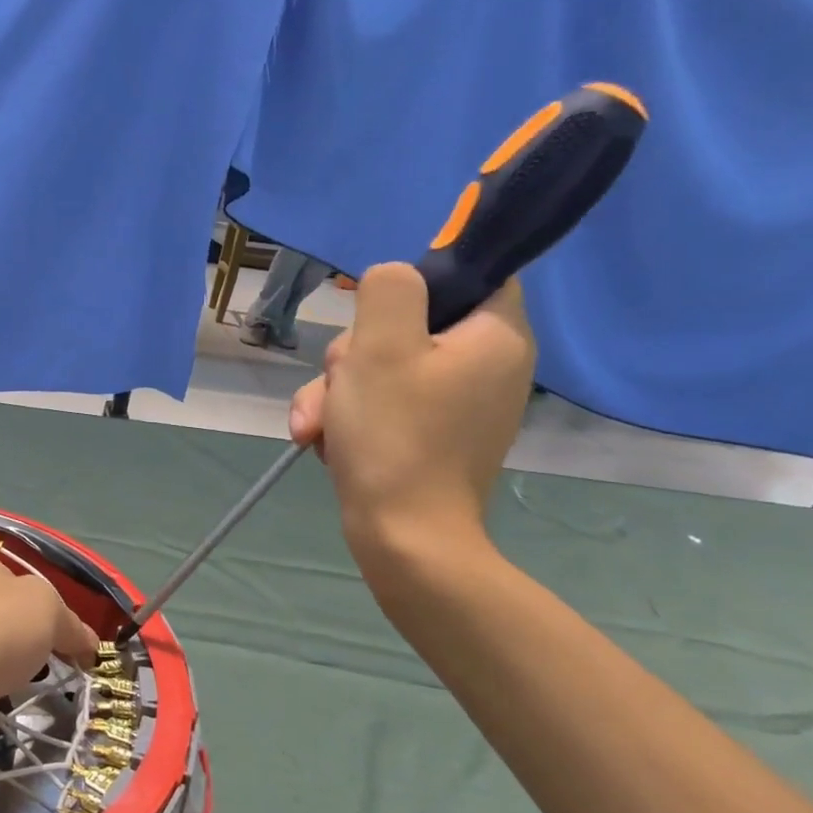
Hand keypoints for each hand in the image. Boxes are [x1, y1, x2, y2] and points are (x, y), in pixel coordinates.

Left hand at [0, 550, 97, 722]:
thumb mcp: (47, 609)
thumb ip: (71, 623)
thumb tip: (88, 643)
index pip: (23, 580)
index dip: (53, 608)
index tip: (74, 640)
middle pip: (6, 613)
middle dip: (33, 638)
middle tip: (59, 662)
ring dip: (10, 664)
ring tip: (28, 682)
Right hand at [288, 263, 534, 555]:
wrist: (404, 539)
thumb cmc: (395, 436)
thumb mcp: (379, 347)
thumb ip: (388, 290)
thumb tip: (393, 280)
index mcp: (496, 336)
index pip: (470, 274)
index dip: (415, 282)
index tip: (371, 311)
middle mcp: (488, 366)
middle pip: (408, 326)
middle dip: (353, 355)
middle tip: (339, 385)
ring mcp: (459, 405)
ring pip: (384, 368)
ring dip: (338, 391)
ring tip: (316, 427)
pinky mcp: (432, 436)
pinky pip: (385, 405)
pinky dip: (352, 418)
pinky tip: (326, 441)